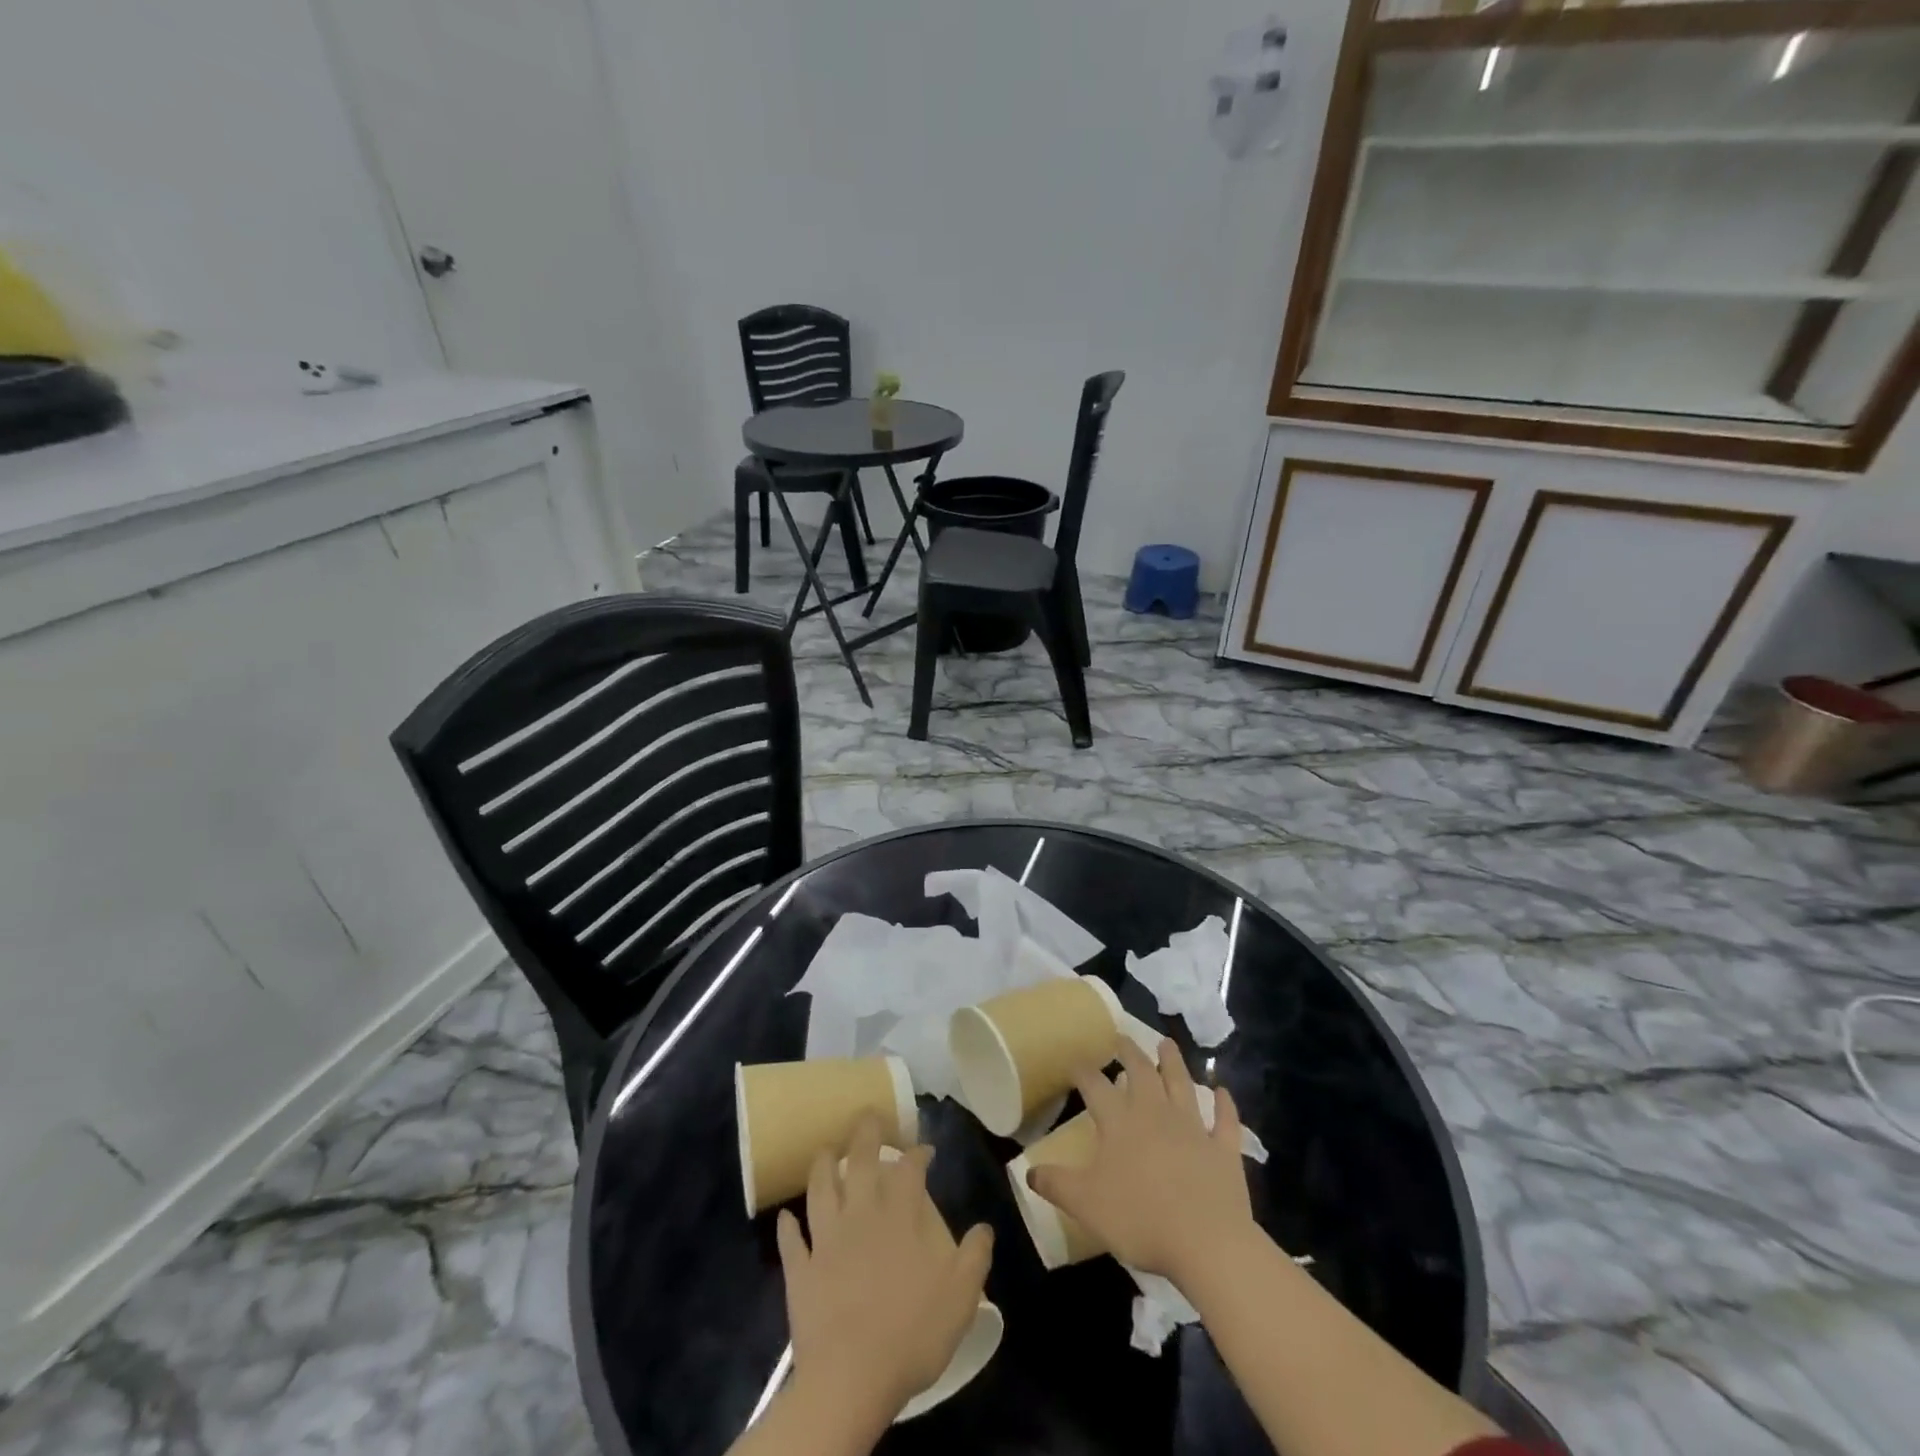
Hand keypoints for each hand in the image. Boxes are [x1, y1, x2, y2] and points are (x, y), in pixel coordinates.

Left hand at [776, 1116, 993, 1424]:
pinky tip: (787, 1216)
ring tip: (825, 1151)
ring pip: (819, 1188)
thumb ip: (975, 1255)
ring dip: (822, 1165)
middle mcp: (861, 1213)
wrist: (851, 1377)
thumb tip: (984, 1226)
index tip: (925, 1148)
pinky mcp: (801, 1269)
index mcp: (900, 1215)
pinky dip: (789, 1225)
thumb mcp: (962, 1296)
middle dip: (865, 1133)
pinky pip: (791, 1241)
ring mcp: (826, 1238)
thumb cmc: (912, 1332)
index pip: (909, 1168)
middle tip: (868, 1116)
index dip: (918, 1152)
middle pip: (859, 1160)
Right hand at [1026, 1037, 1254, 1286]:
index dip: (1083, 1071)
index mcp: (1119, 1122)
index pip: (1095, 1086)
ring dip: (1173, 1062)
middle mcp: (1155, 1113)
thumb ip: (1056, 1184)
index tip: (1075, 1062)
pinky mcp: (1223, 1149)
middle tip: (1121, 1038)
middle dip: (1128, 1052)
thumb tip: (1028, 1170)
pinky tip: (1223, 1091)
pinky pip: (1225, 1120)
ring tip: (1166, 1043)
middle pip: (1141, 1073)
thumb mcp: (1085, 1204)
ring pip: (1181, 1084)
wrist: (1206, 1242)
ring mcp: (1192, 1128)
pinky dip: (1225, 1104)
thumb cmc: (1139, 1219)